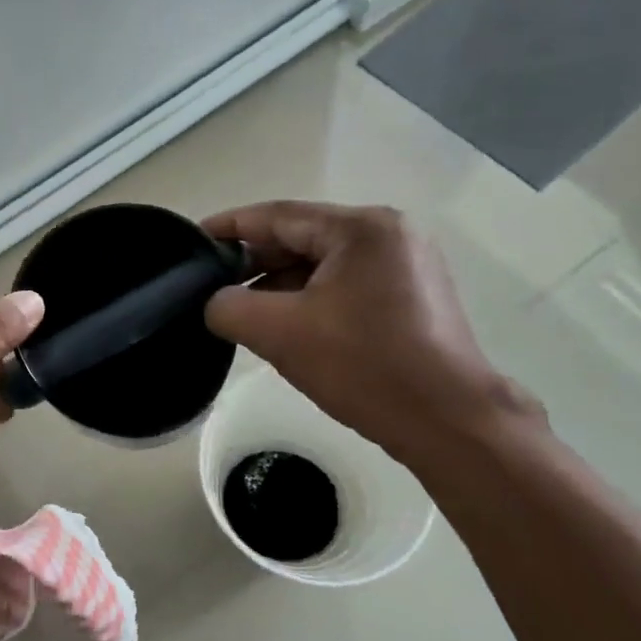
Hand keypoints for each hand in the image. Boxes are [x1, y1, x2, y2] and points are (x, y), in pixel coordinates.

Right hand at [202, 201, 540, 462]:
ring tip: (239, 309)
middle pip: (301, 238)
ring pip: (321, 264)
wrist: (449, 424)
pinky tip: (282, 324)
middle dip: (253, 261)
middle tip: (209, 284)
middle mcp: (389, 235)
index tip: (191, 240)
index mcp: (361, 229)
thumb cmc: (365, 366)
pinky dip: (308, 299)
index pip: (277, 216)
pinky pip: (343, 285)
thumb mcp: (280, 333)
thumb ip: (229, 307)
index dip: (228, 227)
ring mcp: (405, 265)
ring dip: (279, 284)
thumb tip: (216, 302)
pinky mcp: (411, 296)